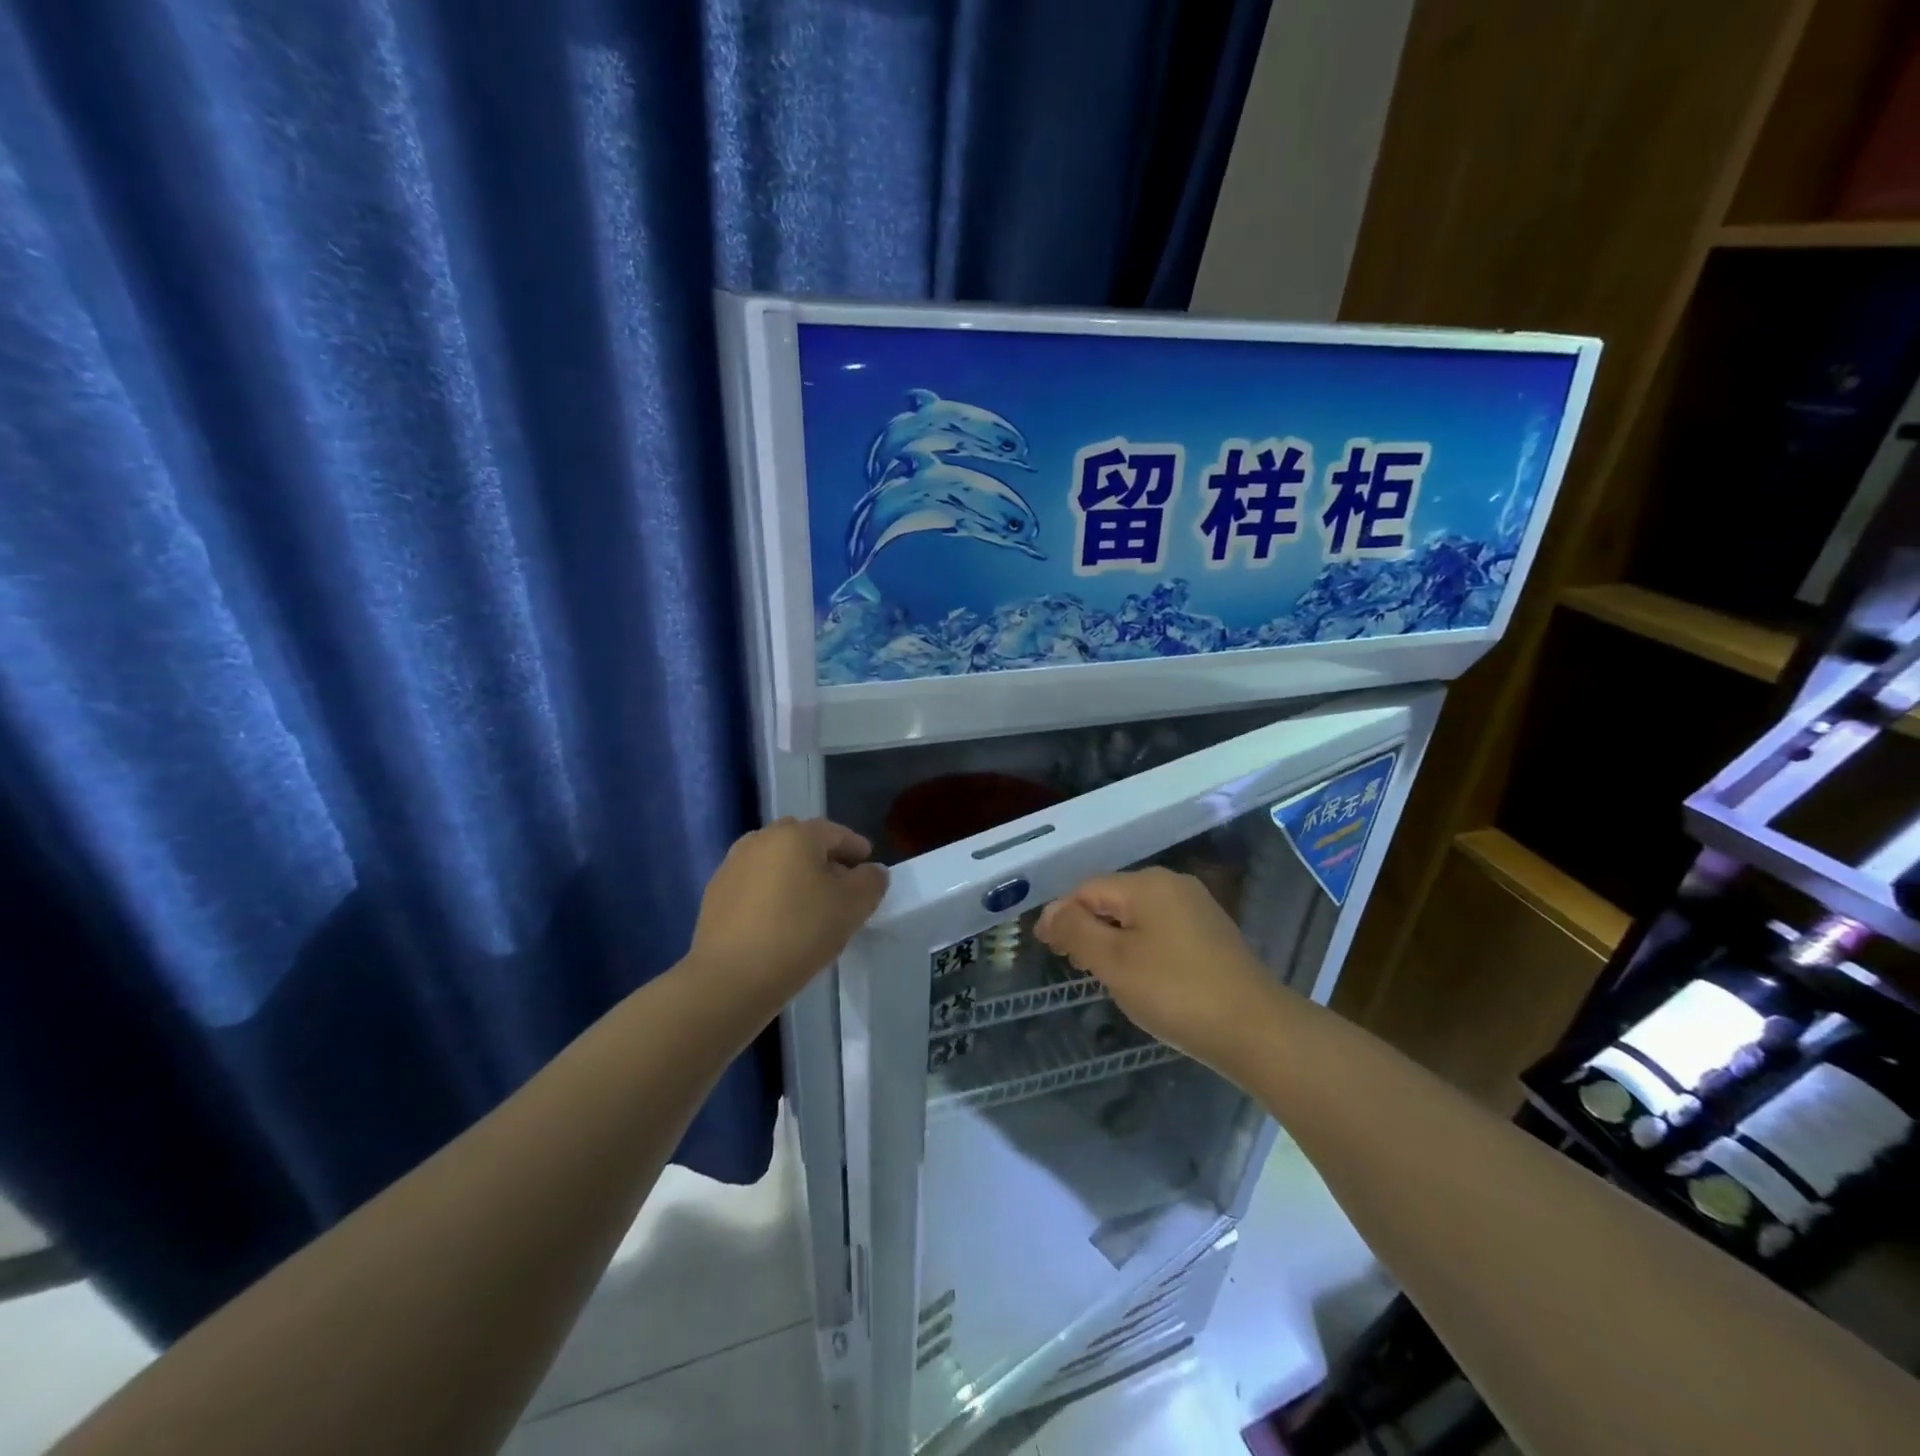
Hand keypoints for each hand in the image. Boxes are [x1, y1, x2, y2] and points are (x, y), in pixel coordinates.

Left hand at [690, 818, 888, 1008]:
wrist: (730, 978)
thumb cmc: (799, 933)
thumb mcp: (852, 907)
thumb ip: (871, 881)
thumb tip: (870, 871)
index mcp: (795, 835)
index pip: (834, 832)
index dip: (855, 846)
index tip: (867, 862)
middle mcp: (760, 840)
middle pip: (801, 842)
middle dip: (823, 858)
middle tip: (840, 883)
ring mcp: (732, 866)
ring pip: (774, 862)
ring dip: (794, 875)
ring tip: (809, 904)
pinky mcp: (715, 895)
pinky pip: (754, 885)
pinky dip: (771, 893)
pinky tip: (779, 920)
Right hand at [1037, 867, 1276, 1069]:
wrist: (1257, 1031)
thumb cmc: (1176, 993)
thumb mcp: (1114, 962)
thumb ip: (1075, 930)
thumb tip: (1050, 911)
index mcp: (1147, 884)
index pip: (1086, 889)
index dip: (1060, 915)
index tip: (1045, 949)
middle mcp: (1173, 885)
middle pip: (1112, 898)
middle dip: (1086, 926)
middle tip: (1071, 964)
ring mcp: (1196, 908)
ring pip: (1136, 914)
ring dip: (1111, 938)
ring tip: (1101, 973)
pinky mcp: (1211, 933)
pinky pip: (1160, 929)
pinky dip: (1139, 946)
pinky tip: (1140, 976)